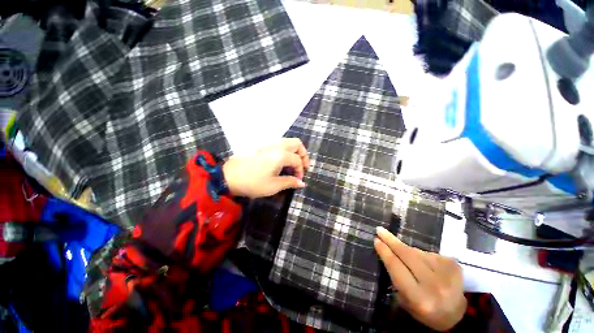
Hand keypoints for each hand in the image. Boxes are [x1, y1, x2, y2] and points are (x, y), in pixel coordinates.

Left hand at [222, 138, 310, 197]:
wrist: (229, 177)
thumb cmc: (253, 182)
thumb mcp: (274, 185)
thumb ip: (290, 182)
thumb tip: (302, 183)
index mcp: (281, 155)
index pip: (297, 160)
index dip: (301, 170)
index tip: (298, 180)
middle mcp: (277, 146)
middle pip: (296, 143)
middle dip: (303, 154)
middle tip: (303, 165)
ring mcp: (269, 144)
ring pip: (288, 142)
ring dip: (295, 151)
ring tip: (294, 163)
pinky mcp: (263, 147)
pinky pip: (280, 144)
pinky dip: (287, 150)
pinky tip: (283, 161)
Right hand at [374, 227, 465, 330]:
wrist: (458, 316)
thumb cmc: (425, 311)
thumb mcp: (405, 301)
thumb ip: (396, 278)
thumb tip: (387, 252)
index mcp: (419, 298)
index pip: (397, 268)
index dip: (385, 252)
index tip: (376, 240)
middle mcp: (434, 284)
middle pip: (408, 255)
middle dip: (391, 241)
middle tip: (380, 230)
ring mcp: (447, 273)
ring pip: (417, 252)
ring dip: (406, 250)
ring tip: (401, 251)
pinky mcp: (453, 264)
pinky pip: (428, 253)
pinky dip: (420, 255)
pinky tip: (421, 262)